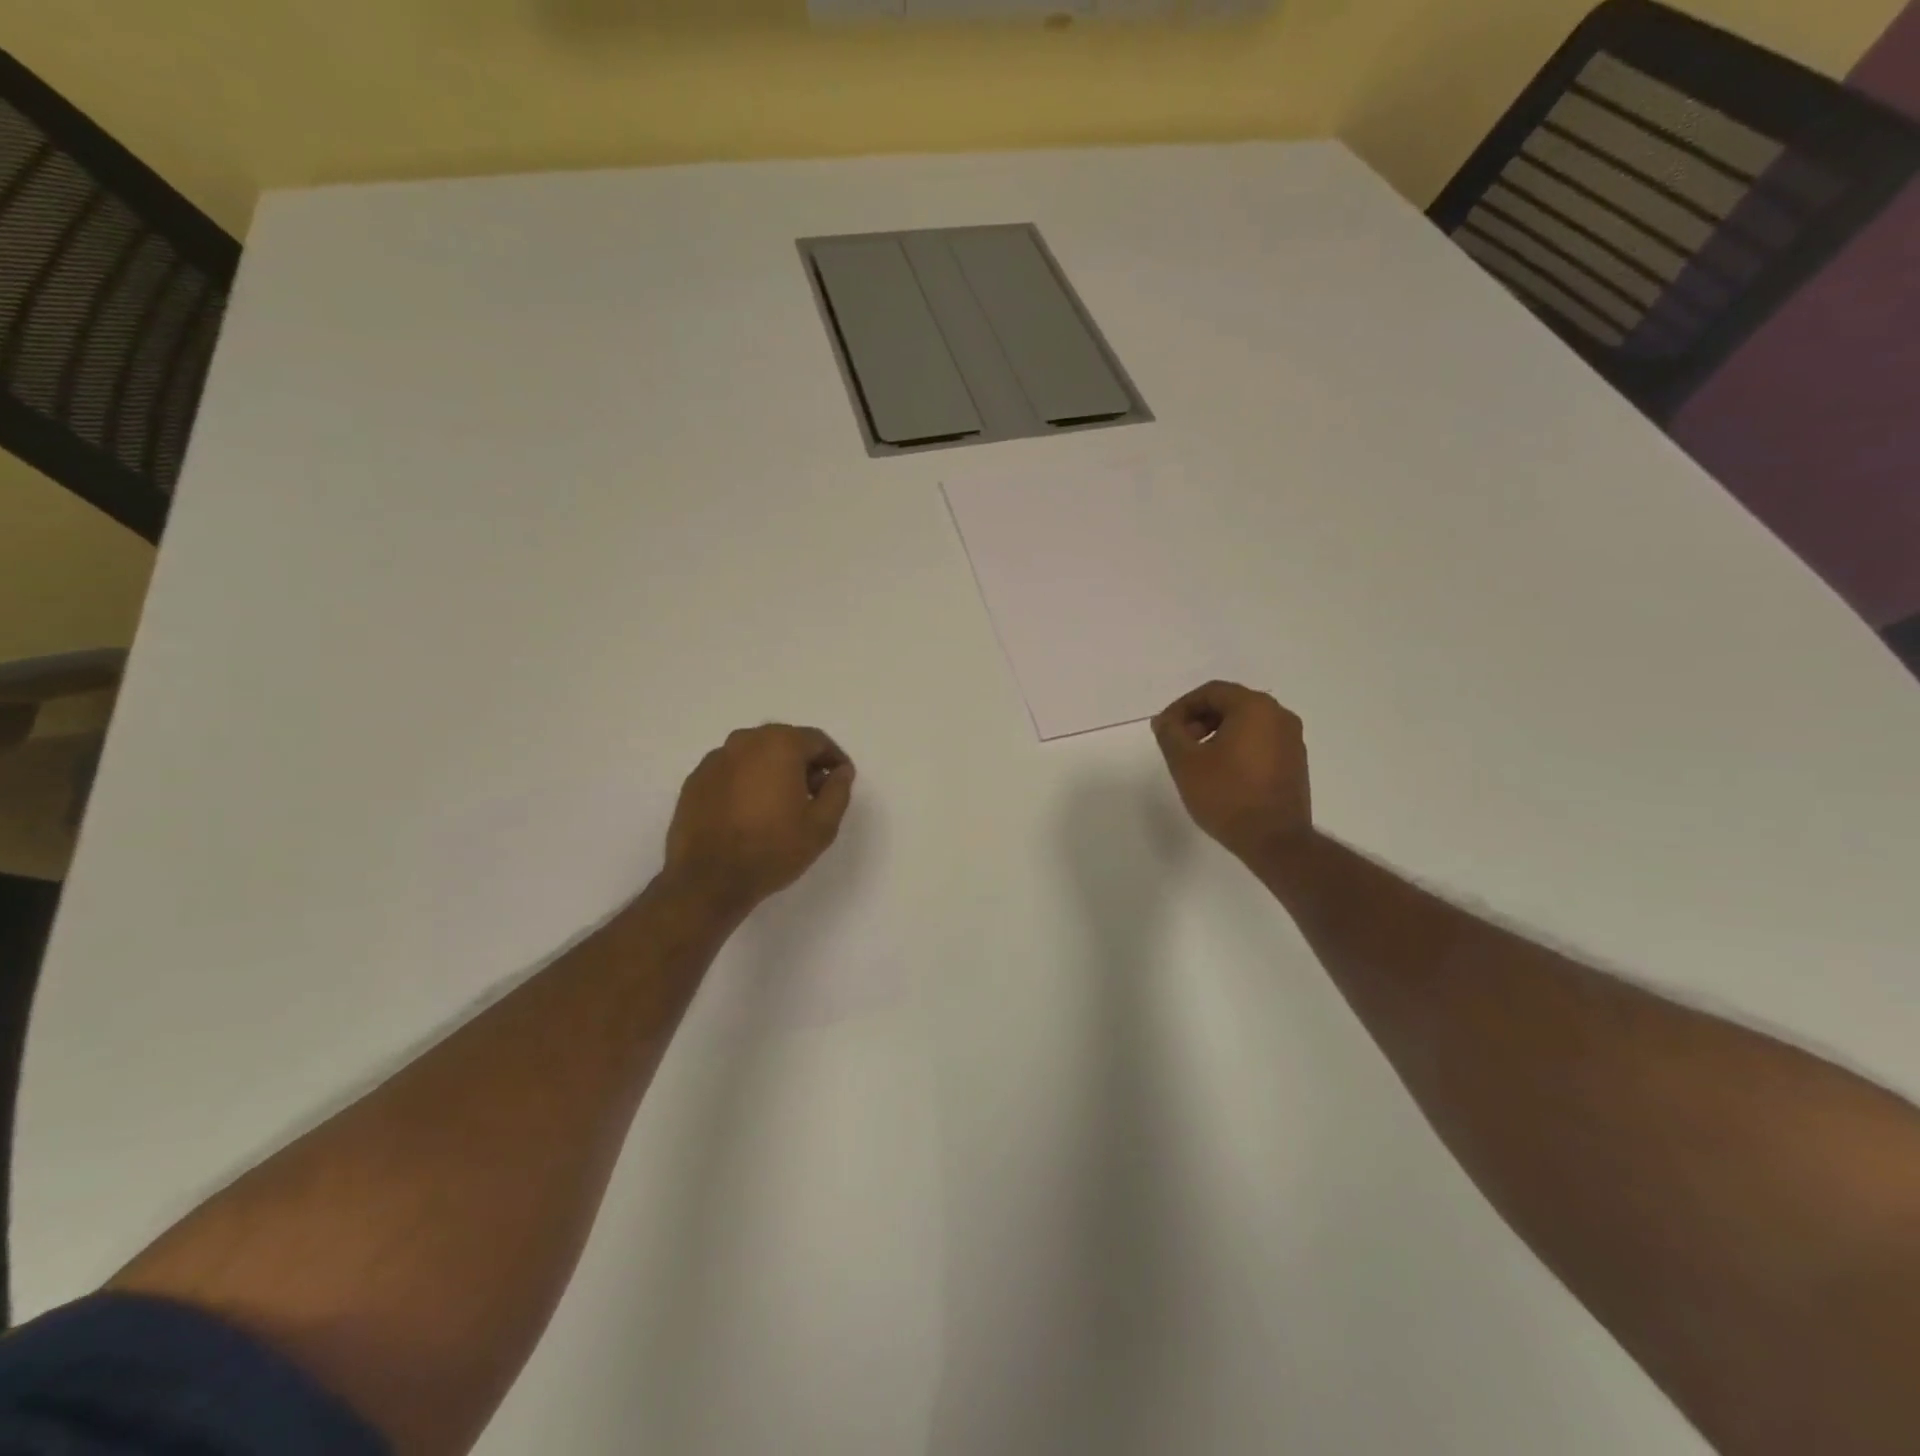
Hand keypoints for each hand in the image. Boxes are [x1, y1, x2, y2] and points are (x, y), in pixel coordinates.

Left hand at [663, 724, 854, 916]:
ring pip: (755, 754)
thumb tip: (841, 772)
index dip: (834, 760)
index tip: (840, 781)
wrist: (708, 880)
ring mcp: (715, 759)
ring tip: (780, 804)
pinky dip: (746, 781)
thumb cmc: (773, 849)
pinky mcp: (695, 780)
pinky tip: (749, 811)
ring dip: (773, 770)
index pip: (817, 741)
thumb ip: (838, 791)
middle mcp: (745, 741)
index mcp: (780, 745)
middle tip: (813, 793)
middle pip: (784, 741)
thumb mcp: (822, 826)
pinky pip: (731, 771)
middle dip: (803, 762)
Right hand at [1152, 681, 1310, 864]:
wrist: (1275, 841)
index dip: (1182, 707)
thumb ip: (1170, 733)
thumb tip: (1165, 720)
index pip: (1211, 692)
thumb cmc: (1226, 796)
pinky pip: (1261, 741)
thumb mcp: (1185, 762)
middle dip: (1199, 719)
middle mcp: (1279, 715)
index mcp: (1254, 708)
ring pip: (1247, 723)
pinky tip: (1222, 772)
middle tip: (1179, 743)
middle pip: (1231, 704)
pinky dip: (1238, 746)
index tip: (1165, 730)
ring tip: (1198, 760)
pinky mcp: (1296, 762)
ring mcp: (1292, 739)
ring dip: (1218, 733)